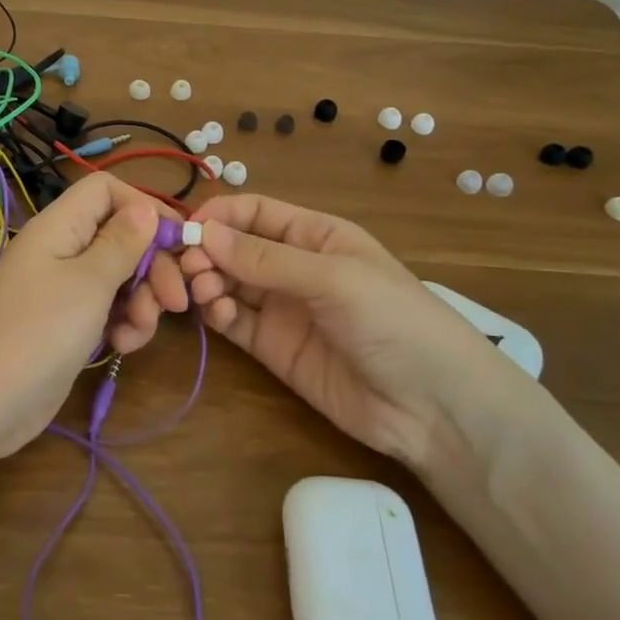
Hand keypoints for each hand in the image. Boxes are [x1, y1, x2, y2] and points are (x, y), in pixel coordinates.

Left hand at [0, 173, 189, 461]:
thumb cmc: (37, 332)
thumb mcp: (89, 283)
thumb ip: (122, 243)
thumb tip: (145, 208)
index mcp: (60, 226)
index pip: (106, 190)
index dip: (144, 206)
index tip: (178, 240)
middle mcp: (61, 250)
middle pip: (120, 236)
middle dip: (153, 265)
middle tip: (176, 301)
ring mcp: (62, 290)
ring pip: (118, 277)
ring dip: (141, 301)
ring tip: (139, 332)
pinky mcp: (66, 325)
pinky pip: (105, 310)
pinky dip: (121, 324)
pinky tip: (123, 347)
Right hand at [178, 194, 533, 470]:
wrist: (434, 408)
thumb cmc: (394, 321)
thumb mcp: (333, 279)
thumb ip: (266, 258)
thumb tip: (203, 233)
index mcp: (314, 235)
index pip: (253, 212)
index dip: (218, 216)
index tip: (186, 231)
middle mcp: (292, 265)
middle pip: (232, 247)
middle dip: (206, 252)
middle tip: (188, 270)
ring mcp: (281, 307)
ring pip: (226, 282)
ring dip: (207, 281)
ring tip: (202, 292)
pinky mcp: (272, 347)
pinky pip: (233, 320)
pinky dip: (217, 313)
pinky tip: (218, 315)